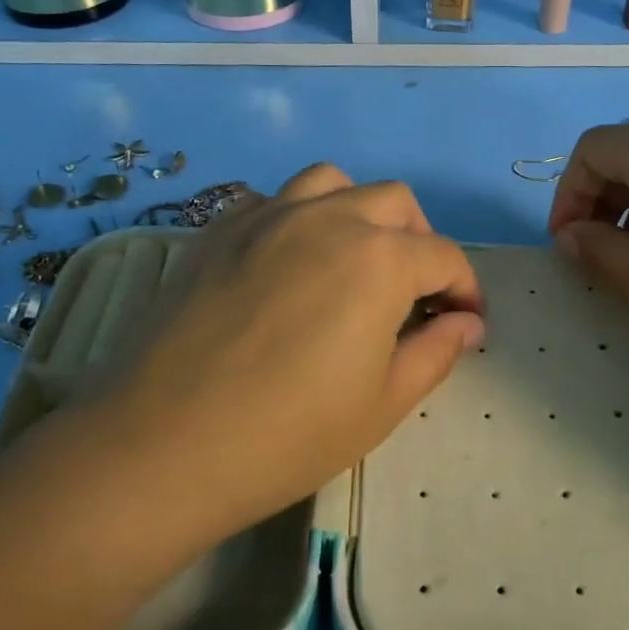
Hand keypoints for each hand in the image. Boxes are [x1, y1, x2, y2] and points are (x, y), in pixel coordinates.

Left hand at [80, 165, 483, 540]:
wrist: (162, 446)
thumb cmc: (287, 435)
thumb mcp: (383, 404)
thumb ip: (436, 351)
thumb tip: (466, 323)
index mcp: (378, 258)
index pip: (443, 256)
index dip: (465, 289)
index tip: (466, 322)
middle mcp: (327, 217)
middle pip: (394, 203)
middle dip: (418, 242)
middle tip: (413, 294)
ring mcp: (267, 215)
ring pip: (332, 183)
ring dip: (358, 213)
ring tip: (352, 261)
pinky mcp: (219, 229)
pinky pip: (273, 200)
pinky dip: (298, 217)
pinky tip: (288, 263)